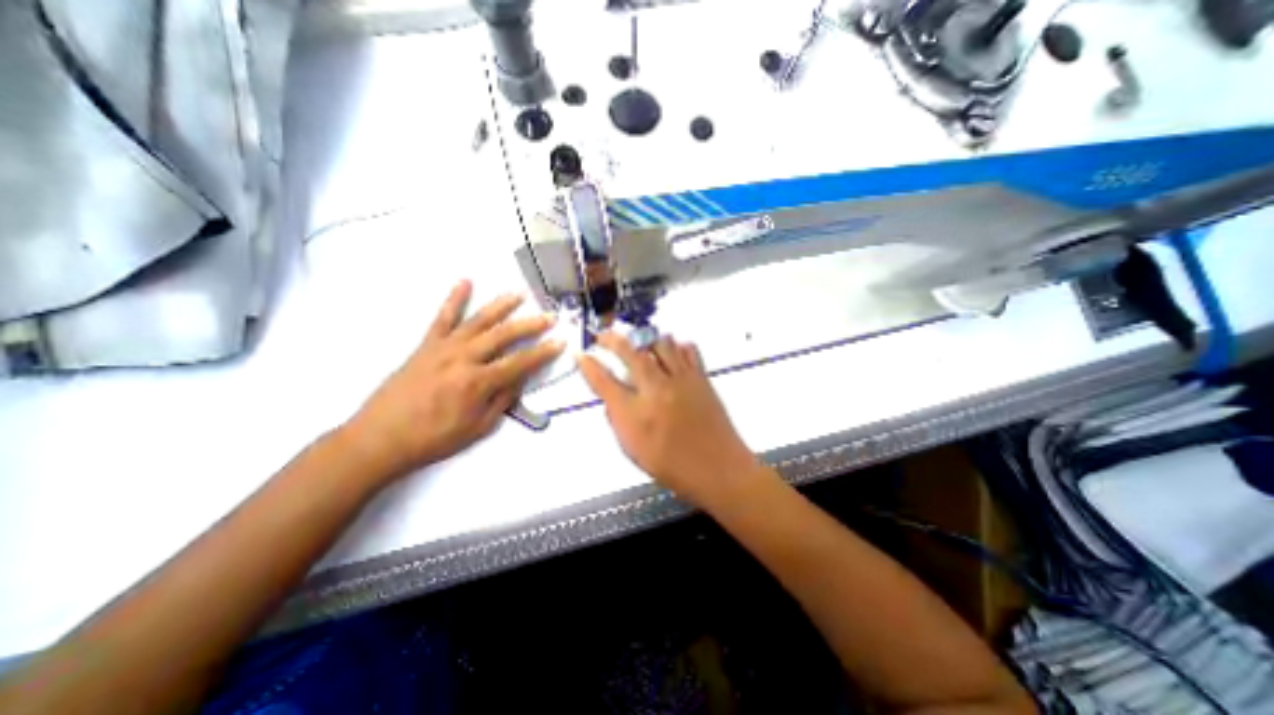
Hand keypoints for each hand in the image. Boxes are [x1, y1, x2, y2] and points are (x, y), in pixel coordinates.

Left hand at [344, 278, 560, 480]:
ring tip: (519, 294)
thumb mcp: (477, 428)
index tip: (560, 342)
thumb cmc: (433, 438)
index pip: (520, 362)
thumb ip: (502, 400)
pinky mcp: (426, 345)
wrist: (380, 438)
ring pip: (478, 321)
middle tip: (549, 316)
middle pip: (503, 335)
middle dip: (530, 325)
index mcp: (478, 382)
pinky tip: (465, 282)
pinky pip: (442, 318)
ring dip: (501, 306)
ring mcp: (443, 348)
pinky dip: (454, 299)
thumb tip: (519, 379)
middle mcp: (463, 358)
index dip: (543, 353)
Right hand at [577, 332, 764, 505]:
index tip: (581, 355)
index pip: (603, 380)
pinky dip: (675, 344)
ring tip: (637, 341)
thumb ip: (617, 420)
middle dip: (610, 339)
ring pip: (659, 341)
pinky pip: (687, 349)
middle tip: (602, 336)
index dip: (587, 365)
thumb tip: (611, 397)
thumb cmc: (675, 467)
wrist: (719, 469)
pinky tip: (670, 350)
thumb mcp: (633, 451)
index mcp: (635, 413)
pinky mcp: (700, 377)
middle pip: (629, 351)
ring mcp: (681, 379)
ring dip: (644, 338)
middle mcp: (656, 389)